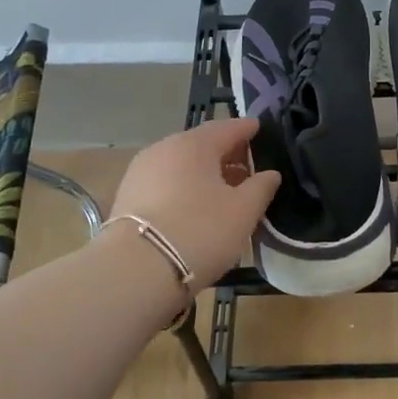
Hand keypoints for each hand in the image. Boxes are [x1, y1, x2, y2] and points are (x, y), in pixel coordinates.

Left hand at [108, 118, 280, 285]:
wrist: (136, 270)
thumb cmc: (200, 231)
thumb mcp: (243, 211)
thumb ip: (261, 187)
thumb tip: (270, 173)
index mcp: (194, 144)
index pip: (227, 127)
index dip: (247, 129)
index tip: (260, 130)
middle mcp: (163, 149)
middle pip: (201, 145)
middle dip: (226, 154)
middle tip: (248, 168)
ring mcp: (140, 172)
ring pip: (181, 165)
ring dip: (204, 174)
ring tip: (224, 192)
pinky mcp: (127, 197)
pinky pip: (165, 183)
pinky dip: (184, 188)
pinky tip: (195, 207)